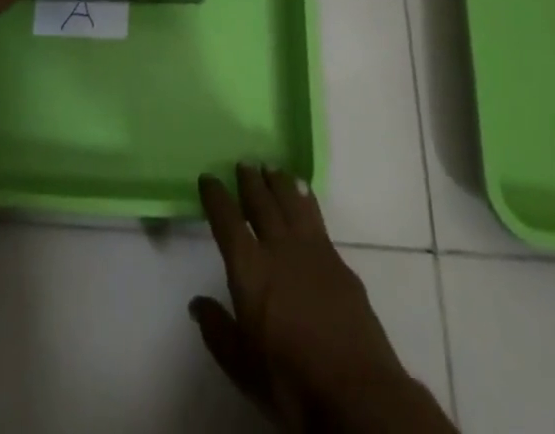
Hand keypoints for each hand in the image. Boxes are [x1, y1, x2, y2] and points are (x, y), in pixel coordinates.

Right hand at [193, 166, 452, 432]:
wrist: (357, 392)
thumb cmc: (291, 382)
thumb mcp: (243, 366)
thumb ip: (218, 330)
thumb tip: (197, 304)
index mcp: (250, 269)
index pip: (227, 221)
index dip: (216, 197)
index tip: (208, 178)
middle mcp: (279, 248)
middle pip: (262, 202)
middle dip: (250, 180)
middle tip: (244, 162)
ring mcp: (313, 251)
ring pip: (292, 202)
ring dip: (280, 182)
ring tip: (273, 167)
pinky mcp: (339, 262)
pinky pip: (317, 218)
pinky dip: (306, 200)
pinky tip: (305, 196)